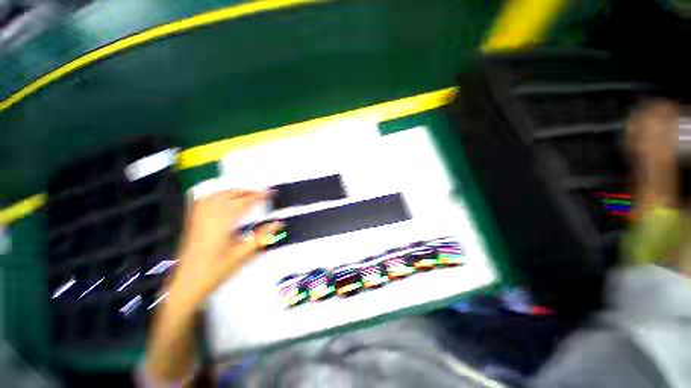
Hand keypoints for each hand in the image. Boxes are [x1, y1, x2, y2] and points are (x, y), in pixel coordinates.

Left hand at [169, 189, 282, 305]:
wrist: (187, 283)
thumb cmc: (216, 270)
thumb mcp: (242, 254)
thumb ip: (261, 236)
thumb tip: (278, 224)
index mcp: (223, 225)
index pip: (243, 203)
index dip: (257, 196)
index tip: (269, 193)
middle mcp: (210, 217)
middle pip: (229, 196)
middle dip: (247, 191)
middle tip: (260, 193)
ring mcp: (199, 218)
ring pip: (215, 196)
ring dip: (232, 191)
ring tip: (245, 193)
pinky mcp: (192, 222)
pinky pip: (202, 201)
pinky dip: (214, 195)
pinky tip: (221, 197)